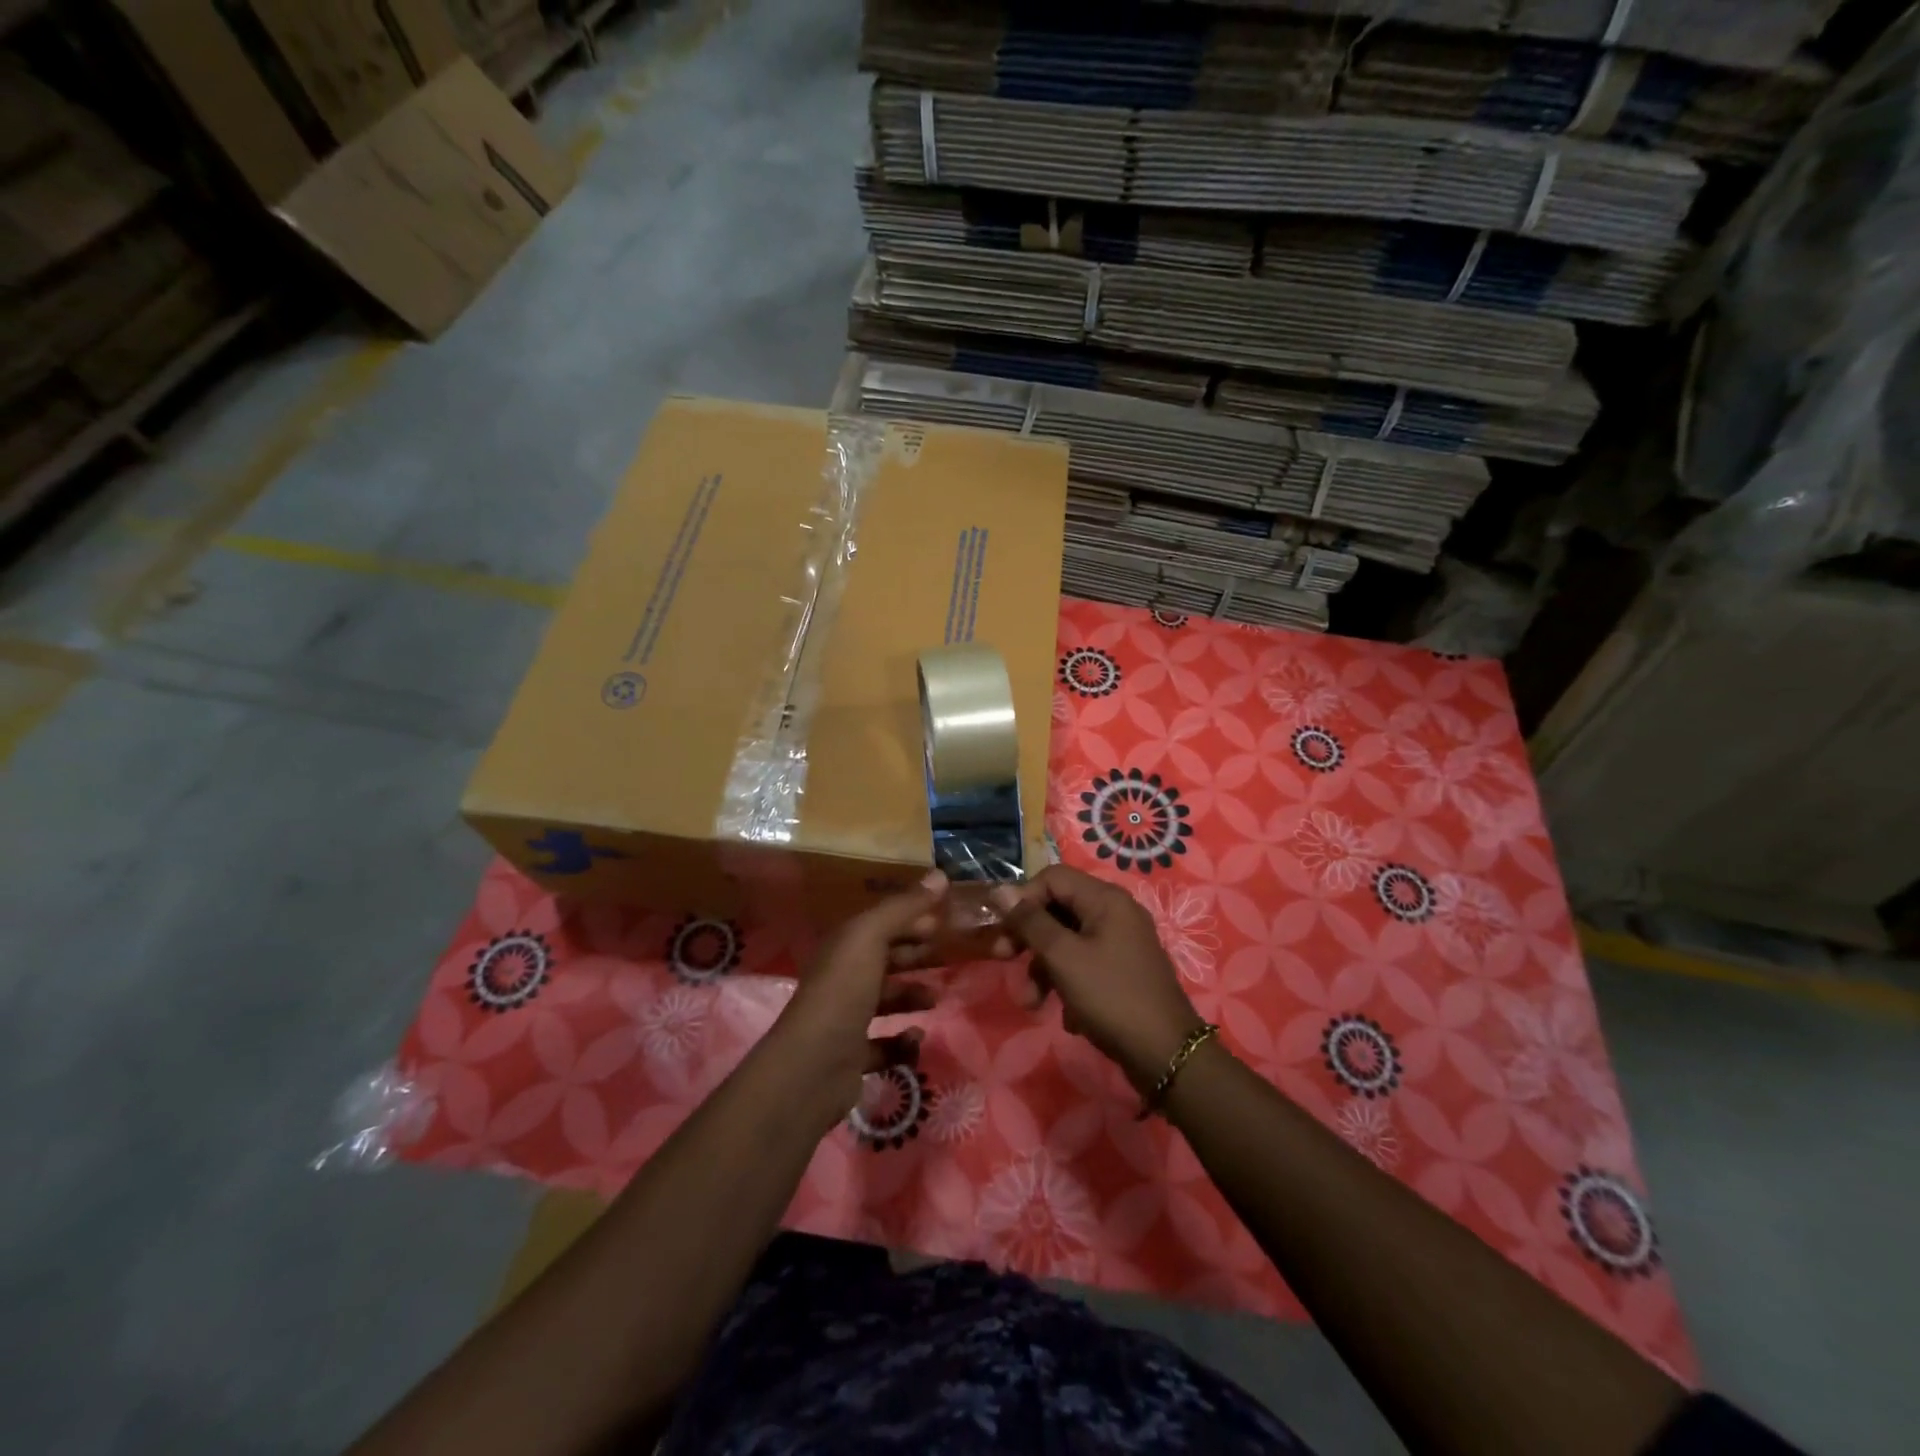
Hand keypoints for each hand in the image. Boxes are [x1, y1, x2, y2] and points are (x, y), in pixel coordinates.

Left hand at [762, 872, 948, 1130]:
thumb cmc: (843, 992)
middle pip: (885, 960)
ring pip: (885, 1000)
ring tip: (937, 998)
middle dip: (916, 956)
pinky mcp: (853, 1057)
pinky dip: (902, 1041)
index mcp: (843, 947)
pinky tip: (917, 1037)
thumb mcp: (871, 938)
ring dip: (912, 996)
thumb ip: (904, 907)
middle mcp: (842, 978)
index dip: (912, 919)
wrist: (811, 1068)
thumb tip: (940, 874)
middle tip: (952, 956)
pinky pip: (884, 1044)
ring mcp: (846, 1019)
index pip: (881, 924)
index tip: (946, 920)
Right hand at [991, 865, 1204, 1091]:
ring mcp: (1122, 943)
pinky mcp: (1123, 971)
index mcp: (1106, 899)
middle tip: (1002, 958)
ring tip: (1032, 1004)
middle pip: (1059, 910)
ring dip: (1044, 969)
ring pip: (1068, 942)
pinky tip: (1069, 1017)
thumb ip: (1031, 922)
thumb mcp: (1063, 957)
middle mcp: (1116, 913)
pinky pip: (1085, 965)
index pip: (1052, 878)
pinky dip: (1069, 984)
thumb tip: (1001, 891)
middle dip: (1029, 938)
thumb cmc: (1111, 996)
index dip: (1023, 898)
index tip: (1004, 929)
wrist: (1166, 1055)